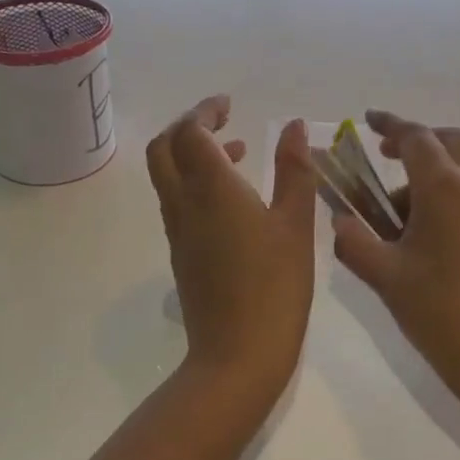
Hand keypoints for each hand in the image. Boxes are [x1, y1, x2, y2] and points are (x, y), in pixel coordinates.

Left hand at [146, 96, 317, 401]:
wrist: (237, 356)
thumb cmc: (275, 286)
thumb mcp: (296, 224)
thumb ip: (295, 170)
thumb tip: (292, 127)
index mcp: (210, 188)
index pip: (190, 131)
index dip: (205, 110)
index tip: (229, 104)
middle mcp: (184, 203)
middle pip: (163, 148)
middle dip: (187, 125)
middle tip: (222, 120)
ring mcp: (178, 230)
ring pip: (167, 174)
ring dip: (191, 152)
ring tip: (237, 151)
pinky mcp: (181, 252)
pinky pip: (177, 200)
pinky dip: (194, 181)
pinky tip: (233, 196)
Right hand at [331, 110, 459, 414]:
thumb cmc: (440, 310)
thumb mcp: (384, 275)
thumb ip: (354, 241)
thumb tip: (340, 221)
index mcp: (445, 186)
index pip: (416, 137)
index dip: (390, 125)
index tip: (369, 121)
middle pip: (451, 141)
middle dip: (418, 141)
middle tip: (388, 156)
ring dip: (434, 172)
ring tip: (399, 213)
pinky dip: (451, 194)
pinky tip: (427, 236)